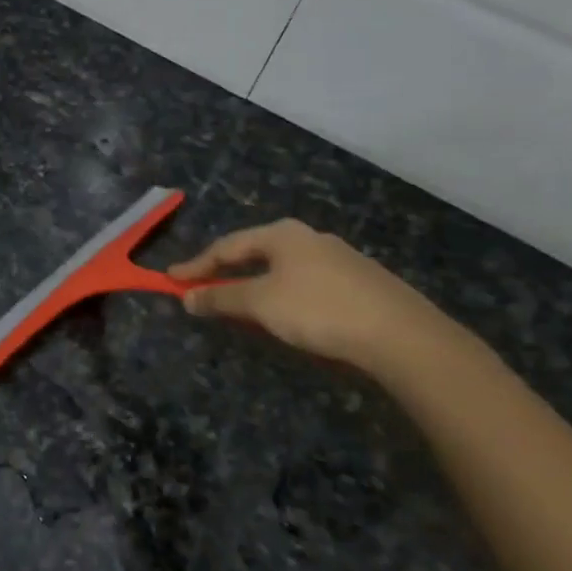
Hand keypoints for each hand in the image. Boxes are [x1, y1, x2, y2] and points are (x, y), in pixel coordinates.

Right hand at [170, 219, 454, 374]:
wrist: (400, 335)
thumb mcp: (260, 304)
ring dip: (254, 285)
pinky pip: (305, 284)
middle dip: (226, 272)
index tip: (171, 280)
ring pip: (282, 269)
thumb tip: (187, 297)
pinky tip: (285, 315)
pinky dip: (282, 296)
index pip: (226, 246)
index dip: (196, 265)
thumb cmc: (318, 310)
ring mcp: (339, 259)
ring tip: (239, 306)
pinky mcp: (360, 283)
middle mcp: (309, 238)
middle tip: (202, 289)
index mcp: (282, 234)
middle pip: (255, 253)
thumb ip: (220, 298)